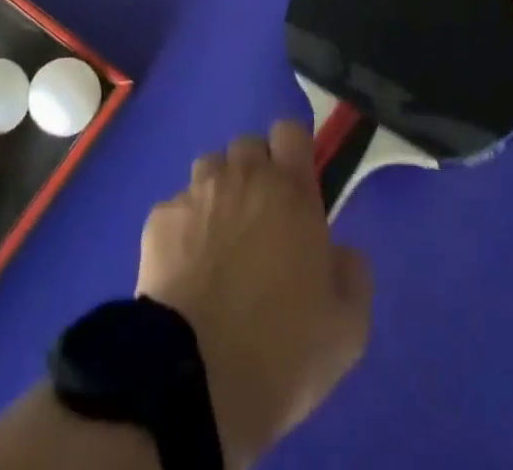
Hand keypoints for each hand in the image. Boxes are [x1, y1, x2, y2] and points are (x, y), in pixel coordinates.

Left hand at [137, 122, 371, 468]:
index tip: (297, 185)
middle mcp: (243, 177)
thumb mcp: (348, 328)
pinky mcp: (160, 218)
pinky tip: (187, 268)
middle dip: (256, 172)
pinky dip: (184, 227)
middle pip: (248, 145)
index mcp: (290, 191)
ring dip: (219, 192)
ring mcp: (196, 193)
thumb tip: (340, 251)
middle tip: (261, 221)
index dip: (294, 152)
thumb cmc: (282, 351)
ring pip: (210, 168)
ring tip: (220, 240)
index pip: (291, 131)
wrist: (195, 381)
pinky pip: (177, 206)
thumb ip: (353, 273)